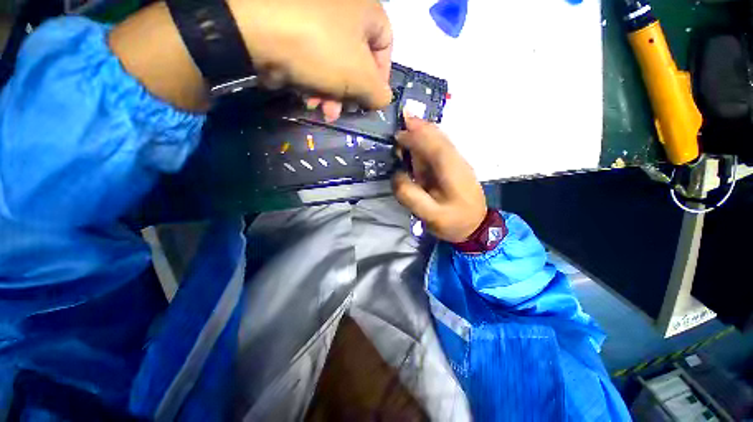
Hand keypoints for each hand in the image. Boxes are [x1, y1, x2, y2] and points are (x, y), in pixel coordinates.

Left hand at [229, 0, 392, 119]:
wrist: (251, 27)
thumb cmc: (320, 49)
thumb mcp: (361, 78)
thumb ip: (379, 93)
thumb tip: (383, 100)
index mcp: (365, 8)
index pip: (386, 46)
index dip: (382, 78)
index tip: (371, 100)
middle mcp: (341, 8)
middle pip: (355, 60)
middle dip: (348, 93)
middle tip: (339, 112)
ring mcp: (313, 15)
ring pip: (332, 63)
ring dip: (329, 93)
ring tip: (319, 109)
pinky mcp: (290, 26)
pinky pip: (310, 58)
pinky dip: (310, 80)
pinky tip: (304, 95)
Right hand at [392, 116, 486, 242]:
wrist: (477, 226)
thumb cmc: (454, 222)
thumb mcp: (430, 216)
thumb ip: (410, 195)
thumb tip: (397, 174)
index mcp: (453, 171)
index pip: (435, 146)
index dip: (416, 136)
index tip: (397, 133)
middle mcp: (456, 160)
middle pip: (438, 137)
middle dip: (418, 127)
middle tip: (399, 122)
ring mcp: (456, 162)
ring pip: (438, 140)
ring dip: (420, 133)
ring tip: (404, 130)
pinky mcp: (453, 166)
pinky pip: (437, 148)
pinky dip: (424, 142)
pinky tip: (415, 143)